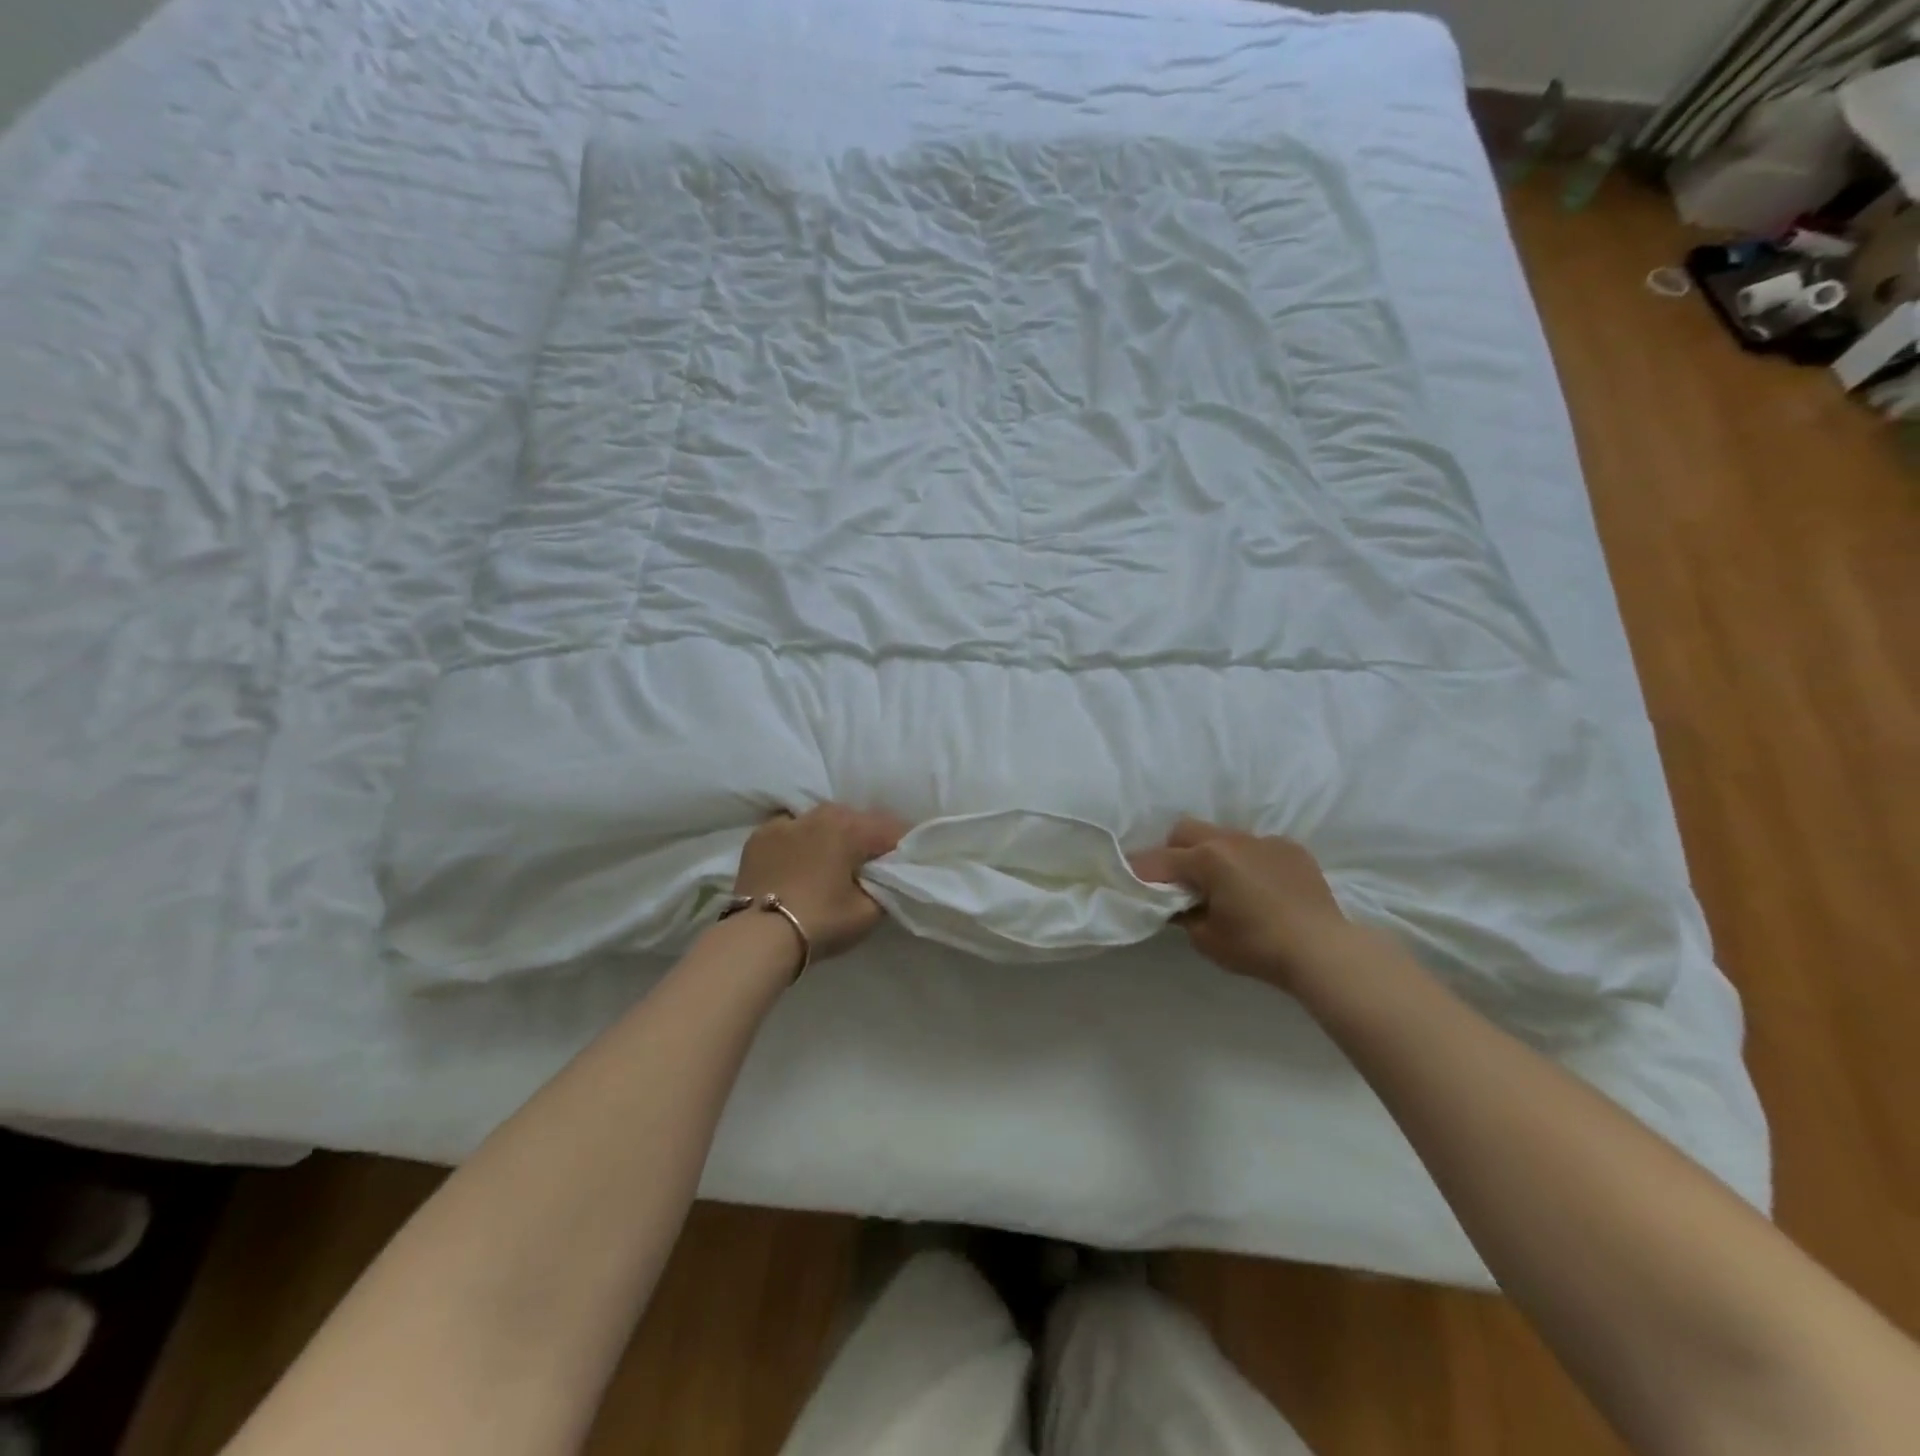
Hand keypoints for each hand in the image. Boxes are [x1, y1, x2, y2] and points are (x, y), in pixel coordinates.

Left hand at [733, 804, 907, 961]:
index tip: (905, 861)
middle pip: (855, 819)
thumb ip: (885, 888)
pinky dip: (799, 840)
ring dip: (832, 834)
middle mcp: (820, 815)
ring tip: (832, 858)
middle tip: (870, 861)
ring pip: (820, 820)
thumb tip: (886, 878)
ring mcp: (786, 822)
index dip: (902, 845)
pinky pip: (790, 829)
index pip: (889, 829)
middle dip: (866, 837)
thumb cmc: (821, 921)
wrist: (758, 937)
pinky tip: (799, 858)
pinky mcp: (759, 835)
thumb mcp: (867, 913)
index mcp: (851, 828)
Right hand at [1131, 818, 1351, 988]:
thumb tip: (1177, 904)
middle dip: (1173, 851)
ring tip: (1222, 883)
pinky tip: (1259, 887)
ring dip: (1211, 853)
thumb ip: (1183, 915)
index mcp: (1206, 859)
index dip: (1140, 872)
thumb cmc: (1257, 947)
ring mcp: (1264, 840)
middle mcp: (1231, 840)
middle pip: (1185, 830)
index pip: (1159, 861)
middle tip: (1178, 882)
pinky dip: (1247, 861)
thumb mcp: (1206, 939)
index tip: (1129, 881)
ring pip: (1222, 835)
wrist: (1323, 950)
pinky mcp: (1290, 848)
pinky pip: (1256, 846)